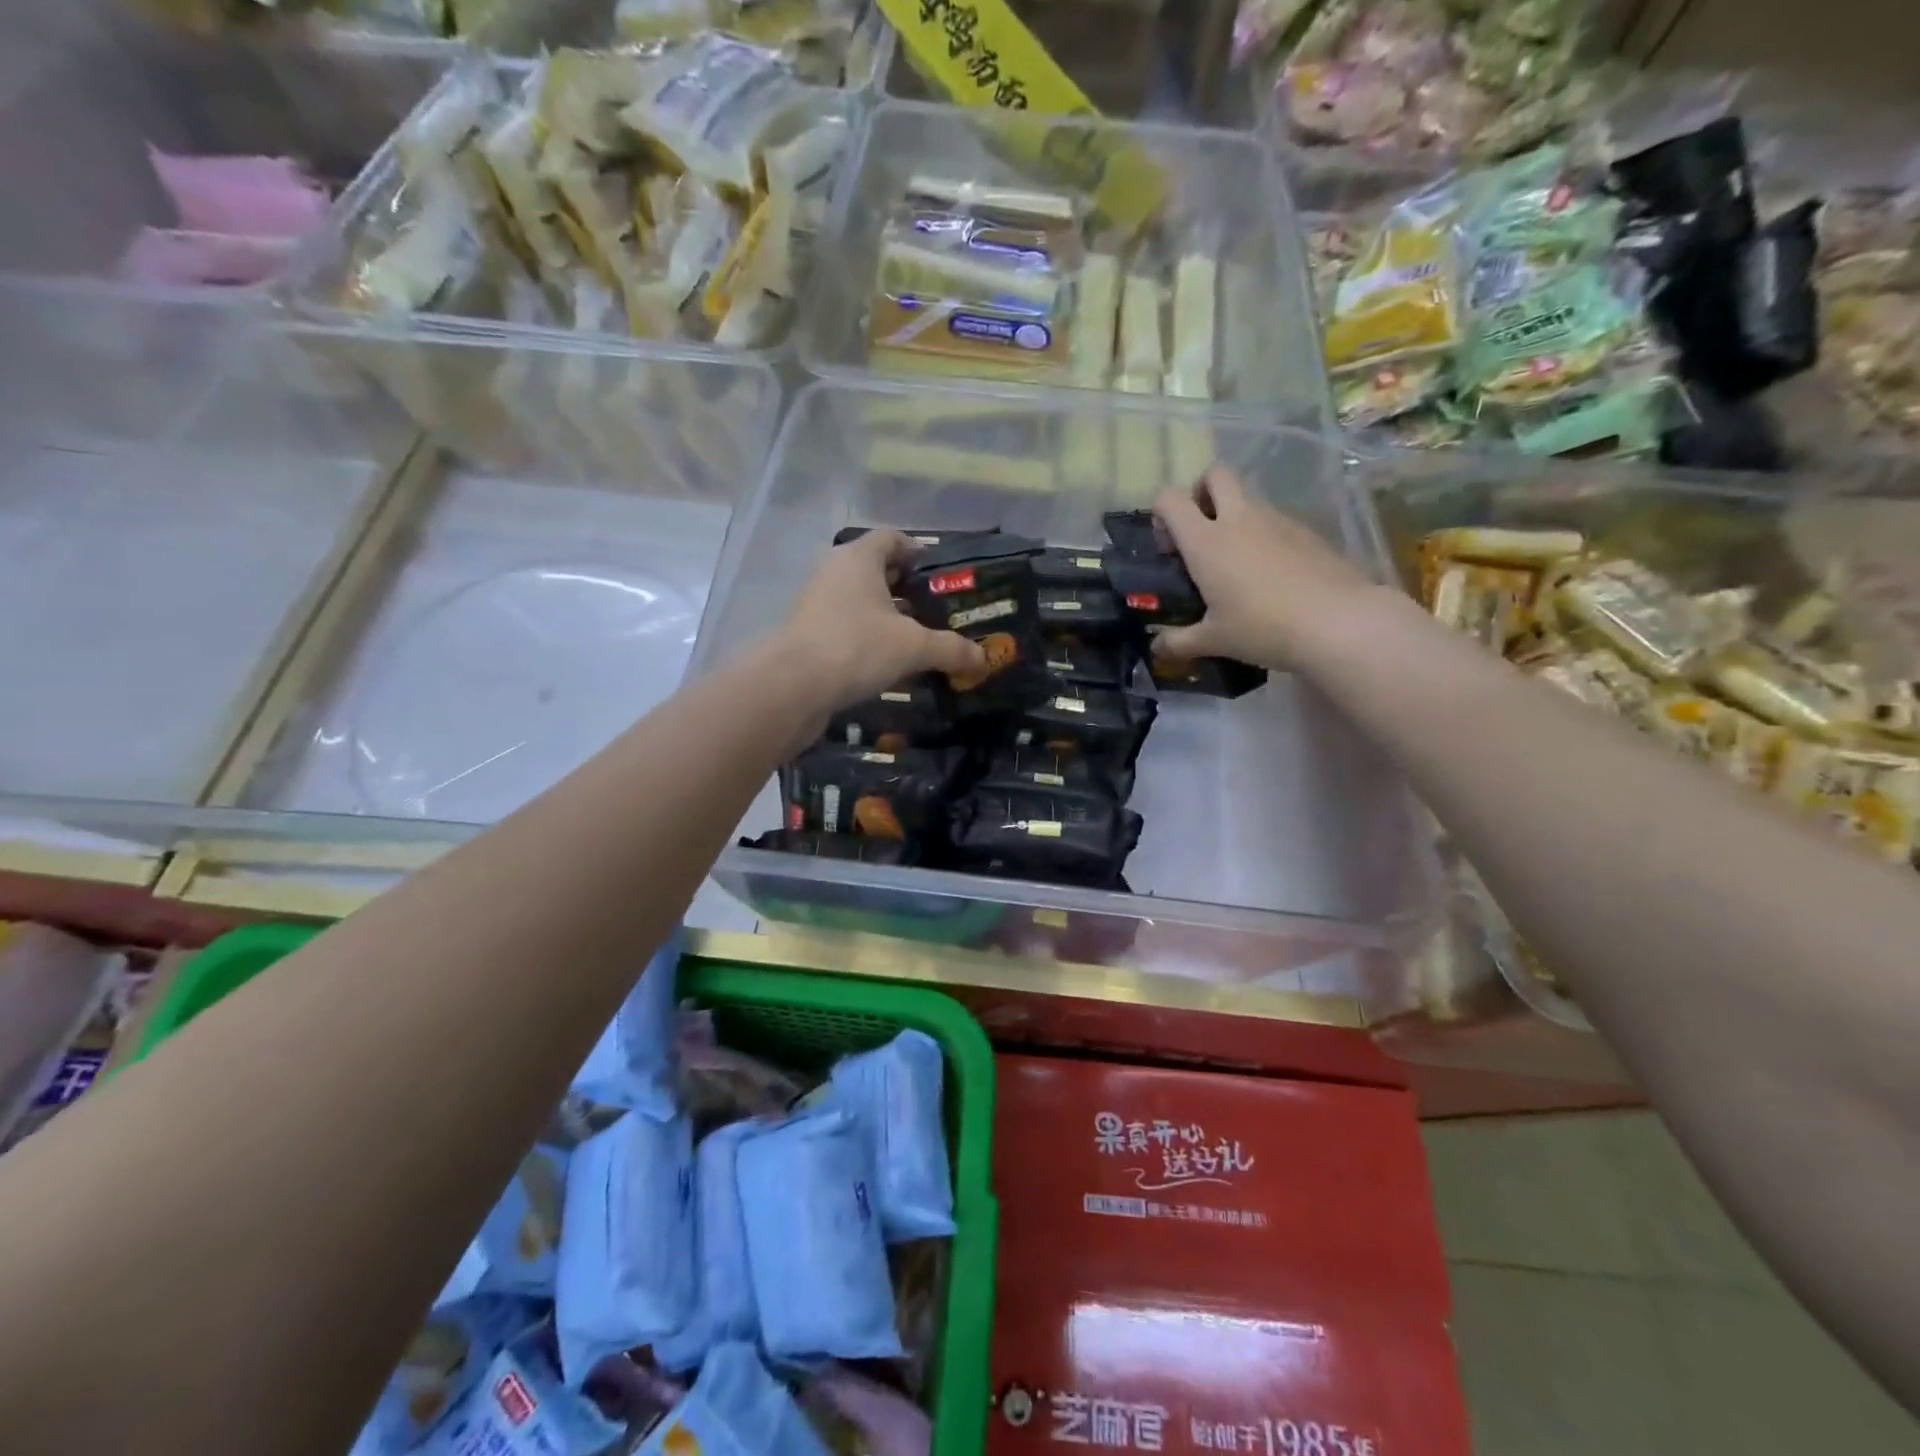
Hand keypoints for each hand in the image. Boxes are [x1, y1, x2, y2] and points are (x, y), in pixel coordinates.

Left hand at [780, 531, 985, 709]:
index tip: (940, 574)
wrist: (794, 687)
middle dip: (906, 588)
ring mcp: (818, 605)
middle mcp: (835, 573)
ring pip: (861, 602)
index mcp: (858, 558)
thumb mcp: (914, 647)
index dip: (916, 552)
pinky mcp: (810, 635)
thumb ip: (950, 649)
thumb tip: (982, 659)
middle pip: (876, 570)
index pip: (891, 539)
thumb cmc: (857, 647)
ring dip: (888, 617)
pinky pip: (848, 628)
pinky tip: (891, 664)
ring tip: (919, 639)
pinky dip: (870, 639)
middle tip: (938, 609)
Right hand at [1151, 465, 1386, 672]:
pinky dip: (1264, 535)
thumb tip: (1157, 647)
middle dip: (1202, 492)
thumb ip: (1179, 641)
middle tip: (1201, 531)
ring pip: (1247, 497)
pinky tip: (1272, 574)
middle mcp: (1238, 519)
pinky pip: (1275, 520)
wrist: (1338, 622)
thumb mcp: (1214, 640)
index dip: (1162, 513)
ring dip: (1234, 516)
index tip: (1169, 545)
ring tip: (1237, 563)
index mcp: (1206, 541)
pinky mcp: (1306, 530)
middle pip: (1215, 475)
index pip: (1170, 498)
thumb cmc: (1262, 628)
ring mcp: (1276, 520)